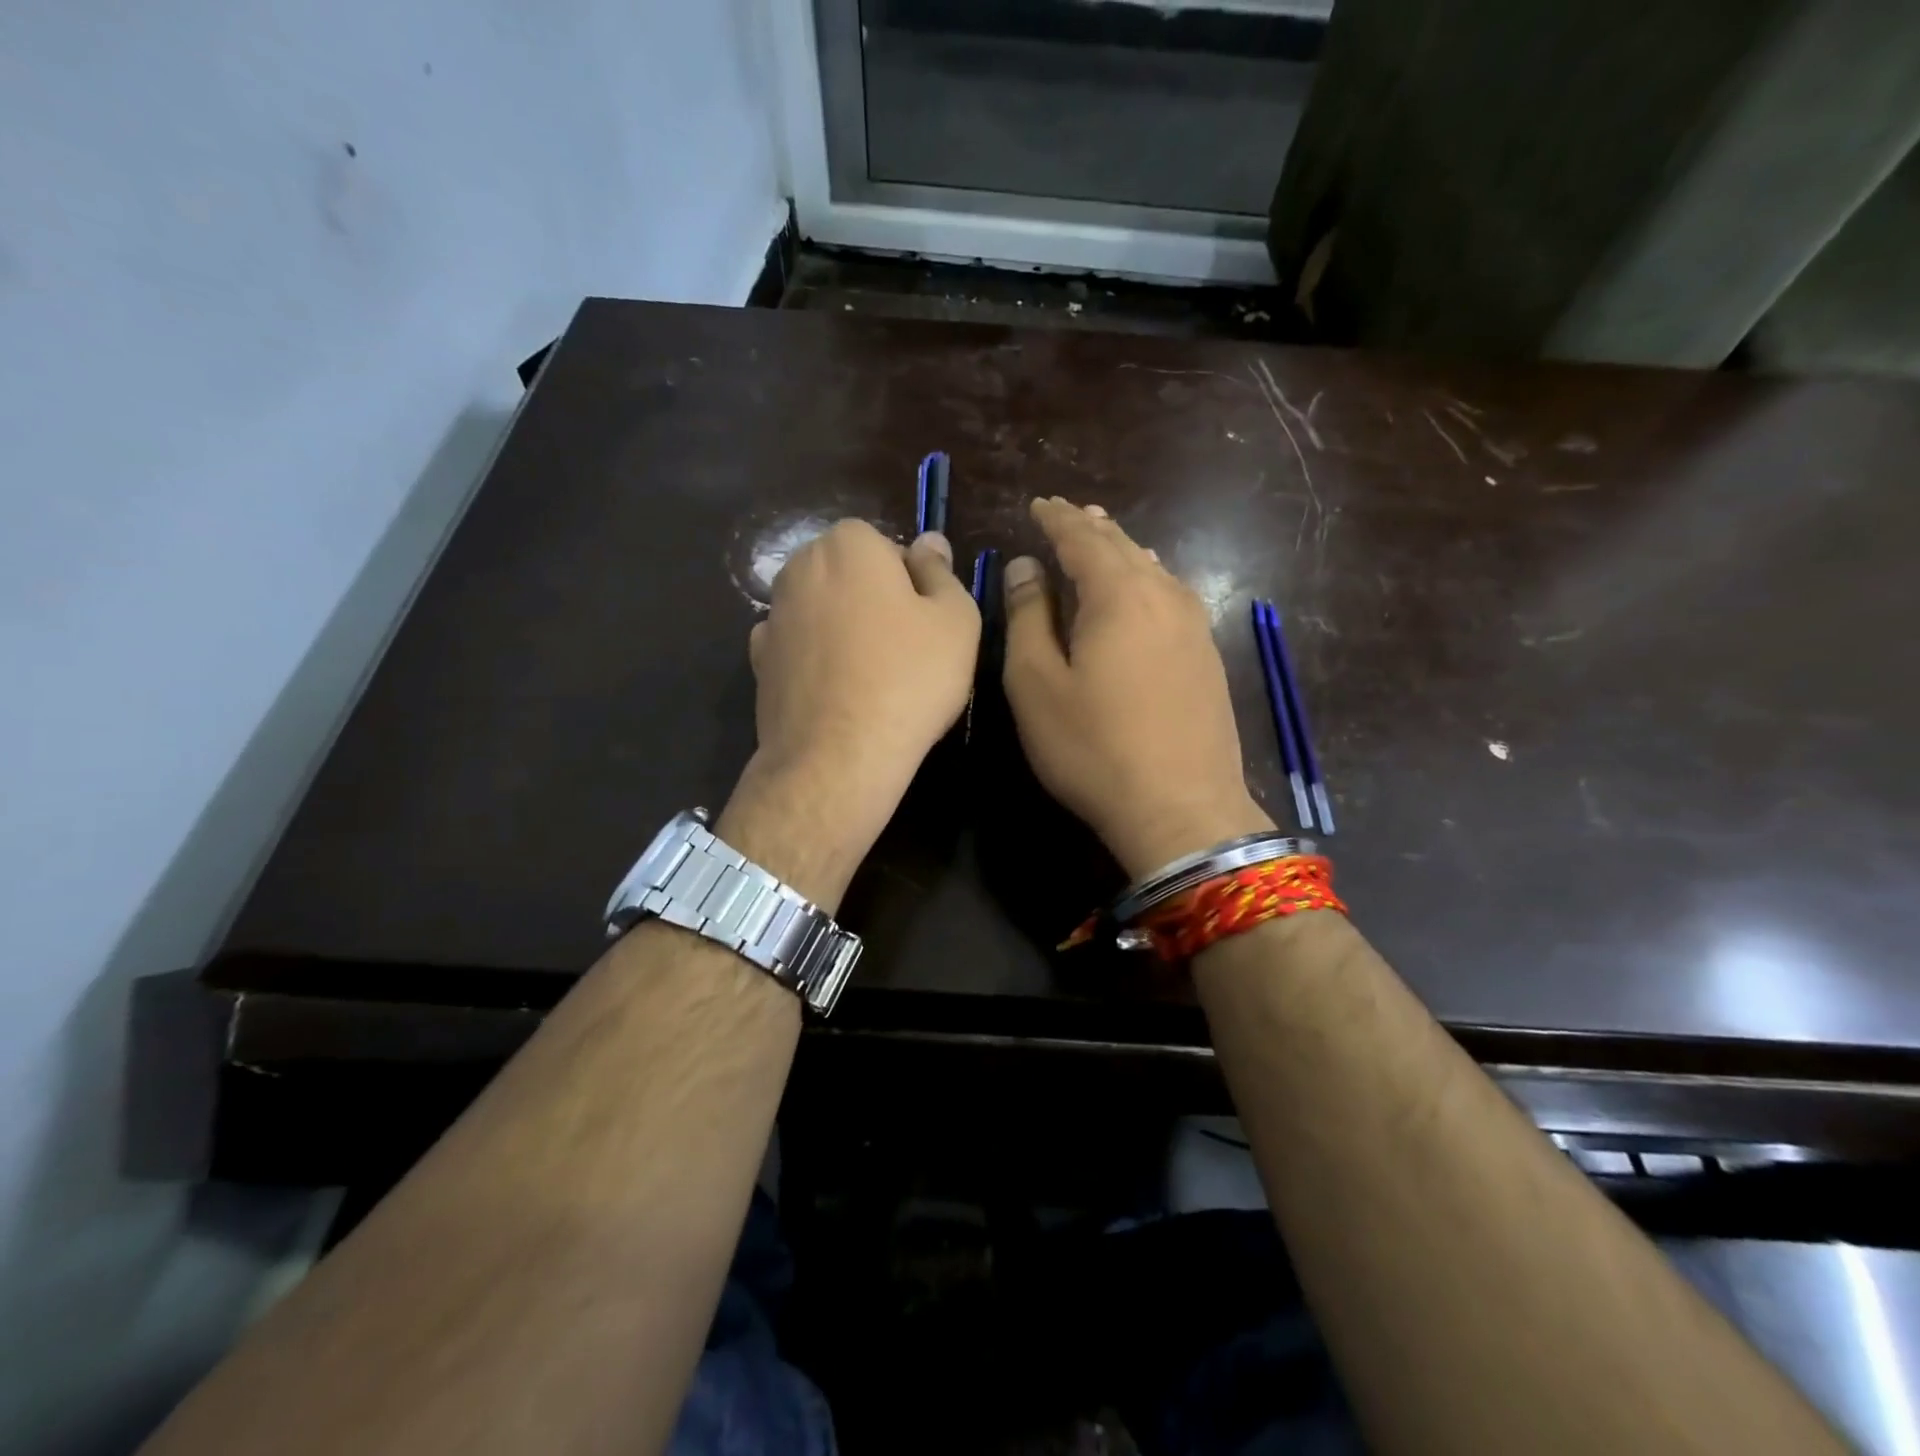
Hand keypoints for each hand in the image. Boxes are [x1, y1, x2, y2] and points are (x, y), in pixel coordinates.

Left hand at [718, 519, 979, 909]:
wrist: (838, 756)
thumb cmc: (909, 679)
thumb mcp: (956, 620)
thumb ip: (942, 572)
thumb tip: (928, 541)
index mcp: (848, 545)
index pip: (885, 545)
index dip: (910, 582)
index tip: (925, 622)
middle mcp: (800, 568)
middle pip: (849, 575)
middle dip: (874, 600)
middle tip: (905, 649)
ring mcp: (773, 615)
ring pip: (822, 610)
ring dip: (844, 629)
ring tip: (872, 677)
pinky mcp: (759, 662)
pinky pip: (799, 647)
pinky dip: (816, 660)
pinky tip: (838, 692)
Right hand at [1002, 497, 1271, 878]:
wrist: (1182, 809)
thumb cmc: (1093, 747)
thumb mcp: (1037, 684)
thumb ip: (1028, 617)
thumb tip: (1025, 567)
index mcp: (1119, 594)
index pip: (1083, 537)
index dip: (1057, 518)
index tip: (1039, 504)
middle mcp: (1164, 596)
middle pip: (1124, 546)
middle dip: (1092, 527)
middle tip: (1067, 514)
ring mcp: (1194, 626)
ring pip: (1153, 569)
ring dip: (1122, 551)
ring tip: (1102, 539)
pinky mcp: (1207, 656)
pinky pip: (1171, 596)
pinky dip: (1146, 579)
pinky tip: (1142, 589)